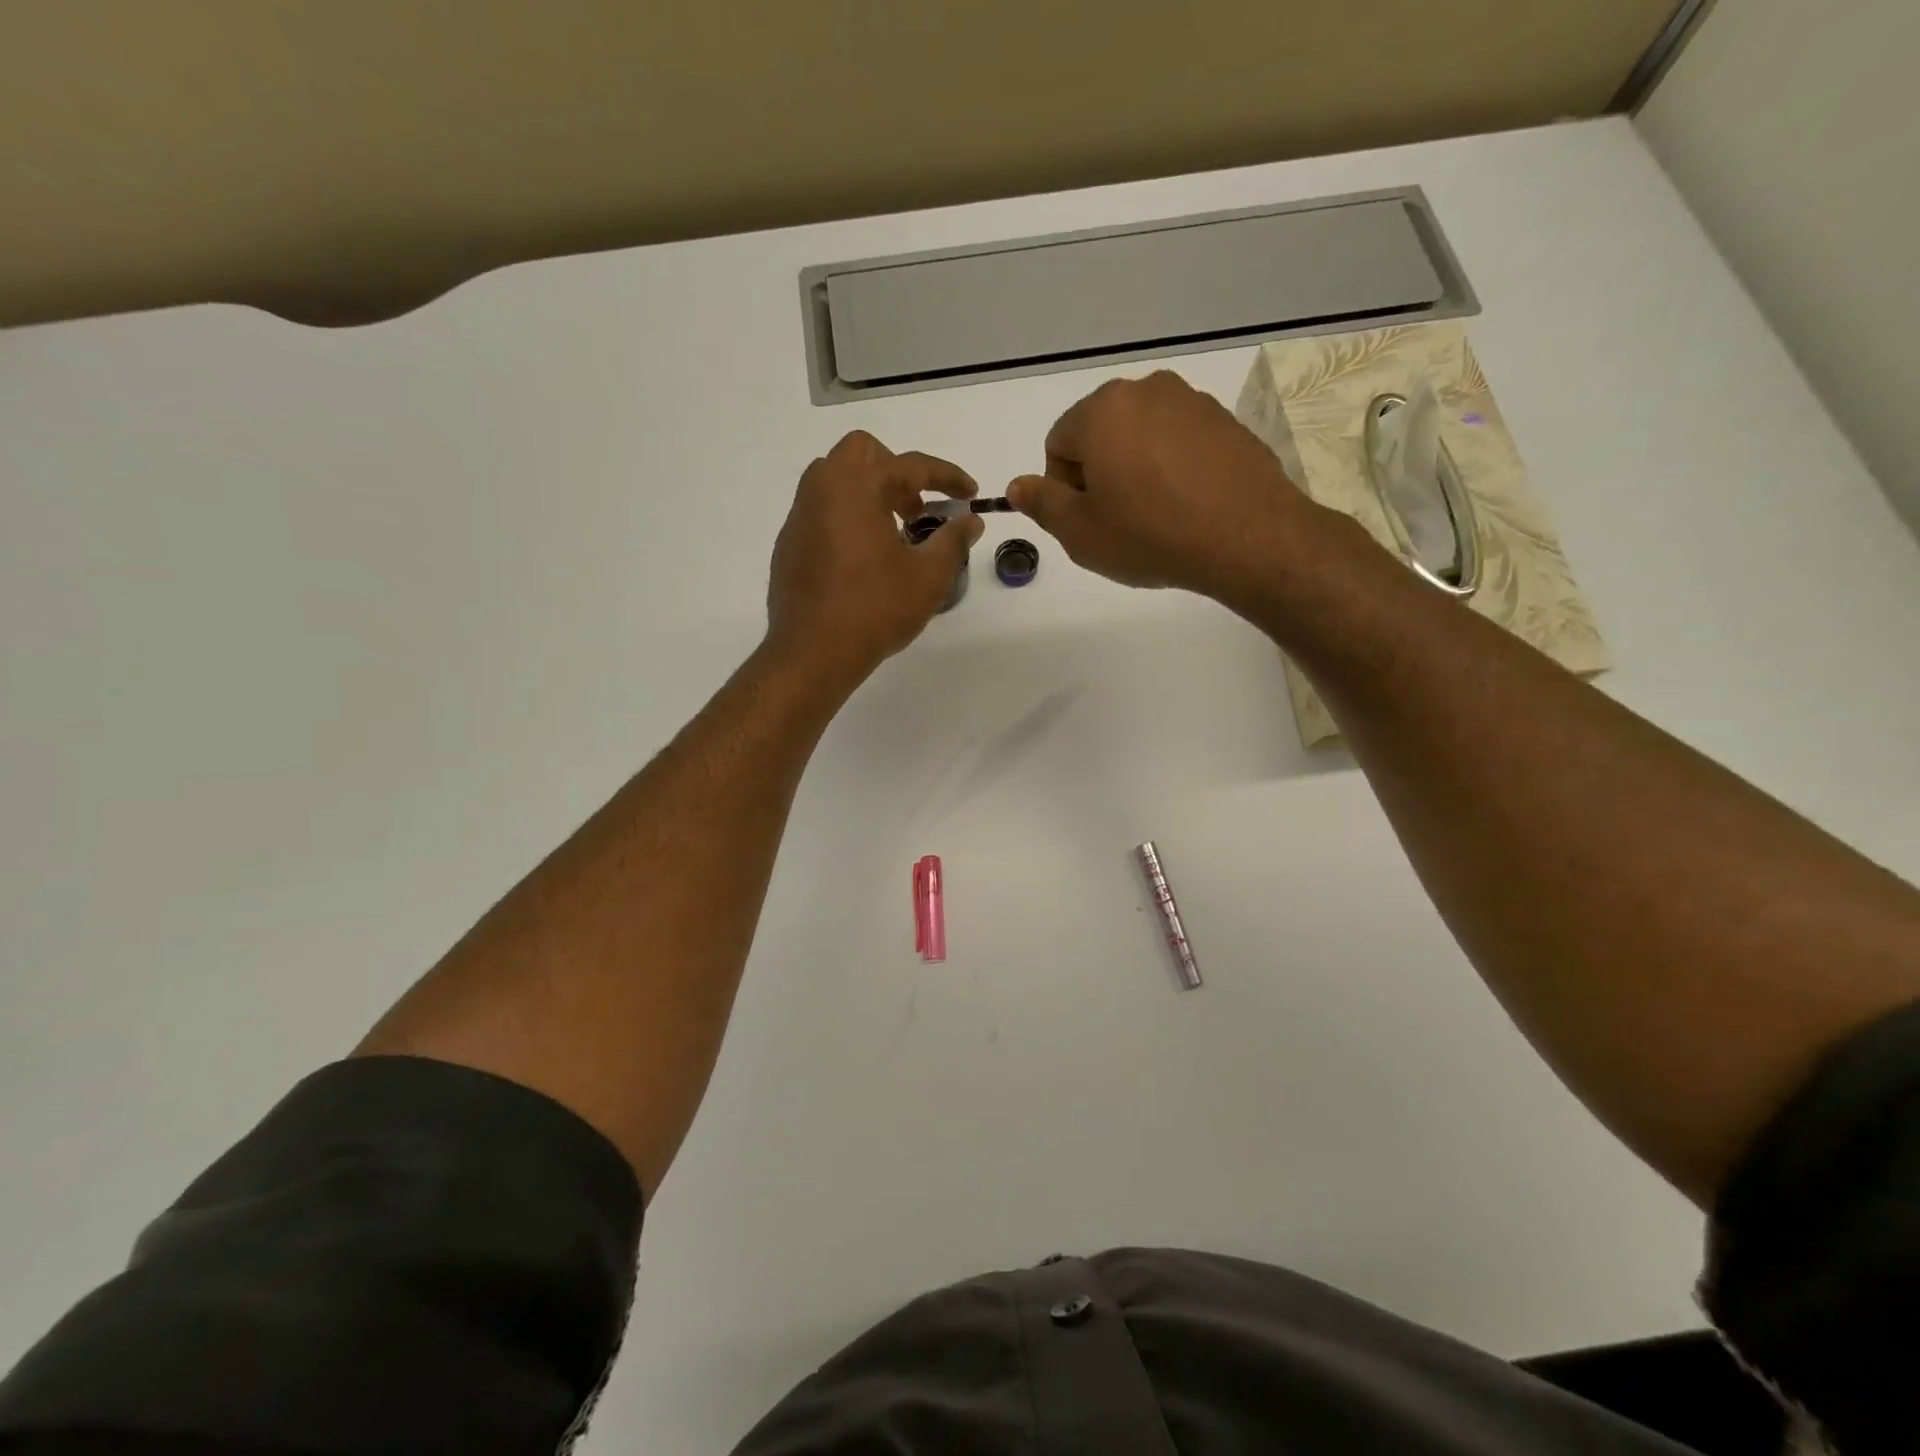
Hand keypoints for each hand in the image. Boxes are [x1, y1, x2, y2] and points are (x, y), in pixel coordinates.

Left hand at [765, 431, 983, 682]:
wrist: (813, 652)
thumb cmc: (875, 610)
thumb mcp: (928, 577)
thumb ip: (953, 541)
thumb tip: (970, 521)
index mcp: (858, 487)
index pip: (910, 465)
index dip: (947, 476)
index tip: (969, 494)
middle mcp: (823, 489)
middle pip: (862, 452)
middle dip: (897, 471)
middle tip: (918, 510)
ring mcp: (800, 515)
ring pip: (835, 478)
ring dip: (869, 491)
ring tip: (892, 533)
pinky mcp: (789, 543)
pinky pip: (821, 510)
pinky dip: (847, 516)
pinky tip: (863, 559)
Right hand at [1007, 371, 1321, 605]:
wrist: (1247, 537)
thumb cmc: (1150, 535)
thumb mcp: (1081, 533)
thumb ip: (1042, 504)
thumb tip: (1017, 485)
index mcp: (1101, 411)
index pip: (1058, 445)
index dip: (1064, 488)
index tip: (1089, 520)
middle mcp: (1145, 390)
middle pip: (1100, 433)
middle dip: (1100, 473)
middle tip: (1120, 520)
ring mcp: (1190, 401)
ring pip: (1141, 436)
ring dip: (1136, 469)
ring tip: (1157, 515)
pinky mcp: (1224, 419)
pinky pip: (1179, 441)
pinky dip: (1173, 467)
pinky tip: (1187, 504)